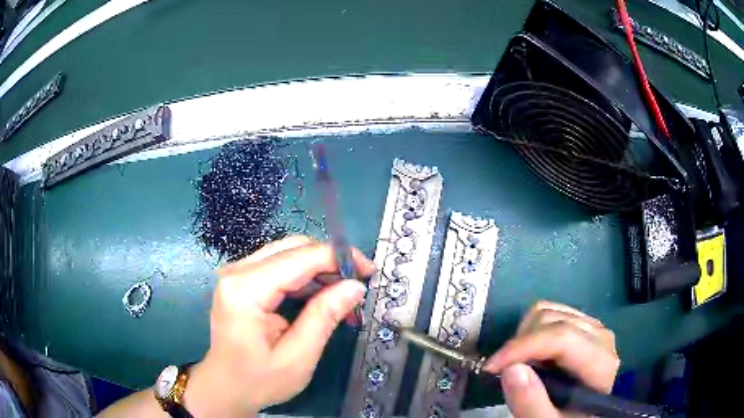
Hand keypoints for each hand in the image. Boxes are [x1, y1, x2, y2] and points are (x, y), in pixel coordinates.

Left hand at [186, 236, 374, 416]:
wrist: (224, 387)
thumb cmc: (258, 380)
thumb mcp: (298, 357)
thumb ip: (324, 317)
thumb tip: (355, 286)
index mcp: (246, 289)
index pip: (300, 257)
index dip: (339, 258)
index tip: (368, 271)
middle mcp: (237, 271)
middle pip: (293, 248)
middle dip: (330, 261)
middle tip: (357, 283)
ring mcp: (237, 273)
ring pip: (287, 254)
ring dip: (319, 269)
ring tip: (343, 293)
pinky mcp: (241, 280)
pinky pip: (278, 266)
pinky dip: (304, 277)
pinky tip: (321, 296)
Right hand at [483, 301, 619, 417]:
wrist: (582, 413)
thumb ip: (531, 404)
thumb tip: (511, 369)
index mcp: (600, 362)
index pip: (561, 337)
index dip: (523, 347)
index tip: (491, 367)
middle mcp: (599, 335)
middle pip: (551, 320)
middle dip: (520, 344)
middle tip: (505, 373)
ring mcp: (591, 326)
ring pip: (547, 311)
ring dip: (523, 337)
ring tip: (520, 366)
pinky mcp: (581, 323)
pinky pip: (549, 312)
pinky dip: (530, 331)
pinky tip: (531, 355)